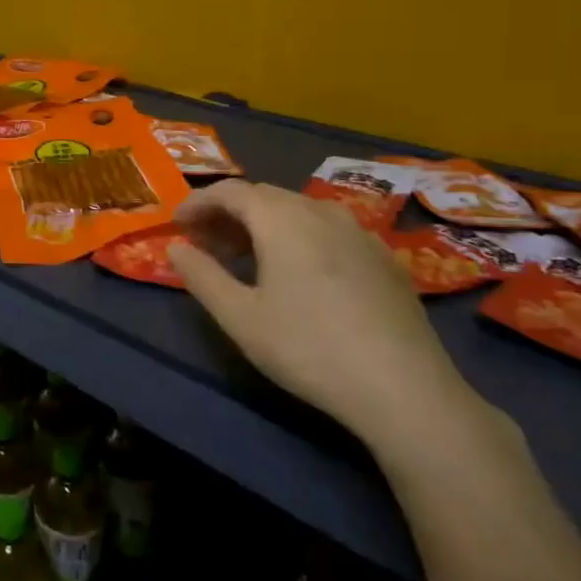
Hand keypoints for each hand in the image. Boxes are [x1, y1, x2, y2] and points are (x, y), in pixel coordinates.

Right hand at [168, 180, 486, 453]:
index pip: (230, 191)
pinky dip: (299, 236)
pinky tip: (298, 273)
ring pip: (299, 211)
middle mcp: (321, 212)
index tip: (177, 224)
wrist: (404, 388)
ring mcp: (359, 233)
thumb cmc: (308, 348)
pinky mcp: (384, 258)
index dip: (198, 202)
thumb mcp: (240, 317)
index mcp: (282, 220)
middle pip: (264, 196)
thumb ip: (202, 276)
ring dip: (263, 224)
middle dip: (228, 213)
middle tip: (205, 243)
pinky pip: (329, 230)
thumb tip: (176, 247)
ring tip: (246, 257)